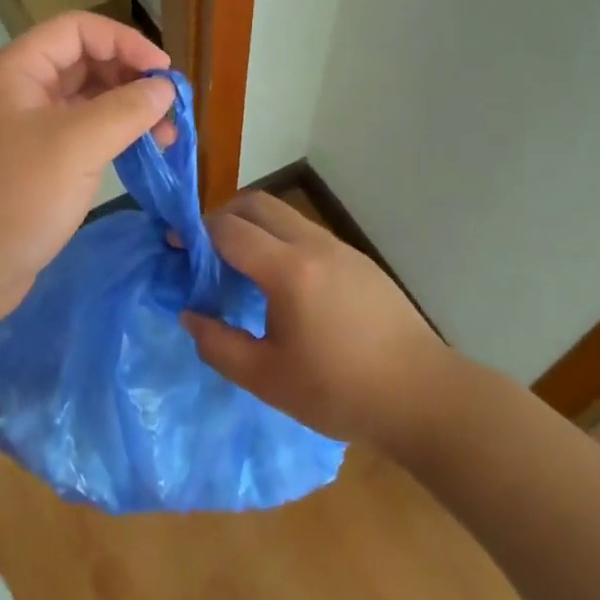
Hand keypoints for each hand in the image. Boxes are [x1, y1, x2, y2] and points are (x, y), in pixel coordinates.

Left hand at [0, 11, 174, 337]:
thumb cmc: (14, 197)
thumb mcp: (76, 146)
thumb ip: (126, 109)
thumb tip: (165, 88)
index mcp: (17, 70)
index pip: (77, 29)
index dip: (124, 41)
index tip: (163, 71)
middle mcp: (20, 90)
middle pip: (84, 62)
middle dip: (130, 77)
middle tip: (170, 107)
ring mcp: (27, 128)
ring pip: (86, 101)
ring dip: (127, 110)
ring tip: (166, 135)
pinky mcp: (37, 163)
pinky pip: (82, 134)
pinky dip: (114, 137)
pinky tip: (142, 153)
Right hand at [182, 190, 457, 447]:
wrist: (423, 396)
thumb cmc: (340, 392)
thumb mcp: (267, 380)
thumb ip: (219, 345)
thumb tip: (190, 315)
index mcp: (288, 271)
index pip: (229, 229)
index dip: (196, 233)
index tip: (176, 247)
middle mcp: (313, 245)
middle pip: (256, 203)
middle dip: (222, 216)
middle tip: (204, 250)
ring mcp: (340, 248)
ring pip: (284, 215)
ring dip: (254, 226)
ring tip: (240, 267)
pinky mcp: (359, 260)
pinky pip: (307, 232)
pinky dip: (280, 239)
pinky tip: (282, 283)